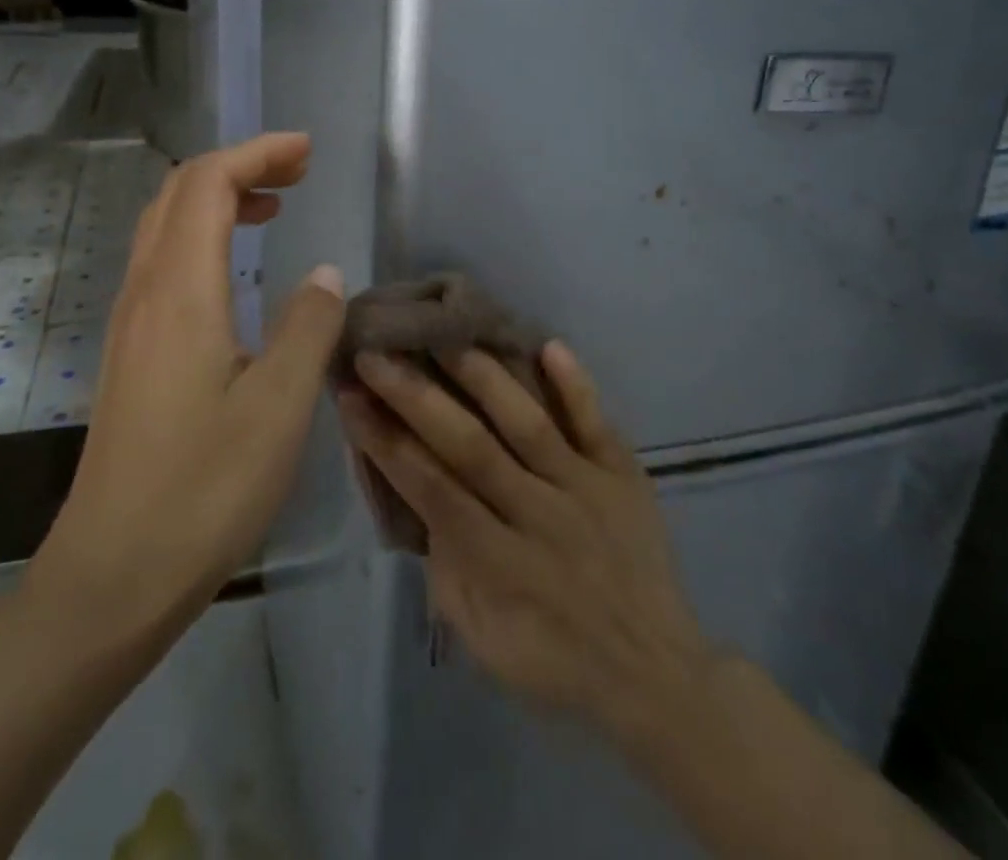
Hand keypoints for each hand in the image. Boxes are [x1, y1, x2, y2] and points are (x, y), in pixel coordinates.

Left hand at [35, 133, 345, 631]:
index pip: (209, 183)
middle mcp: (145, 290)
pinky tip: (234, 268)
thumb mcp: (278, 407)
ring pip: (165, 224)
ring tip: (274, 206)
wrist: (114, 570)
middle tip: (297, 171)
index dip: (258, 153)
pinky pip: (162, 260)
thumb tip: (324, 274)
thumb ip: (308, 327)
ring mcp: (130, 320)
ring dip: (217, 197)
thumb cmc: (204, 489)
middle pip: (180, 191)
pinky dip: (202, 235)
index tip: (307, 152)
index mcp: (180, 291)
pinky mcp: (131, 349)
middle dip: (239, 164)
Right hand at [337, 341, 711, 744]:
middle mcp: (539, 515)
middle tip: (376, 351)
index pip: (430, 488)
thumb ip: (443, 565)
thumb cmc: (554, 661)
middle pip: (470, 445)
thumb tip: (412, 492)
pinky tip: (548, 343)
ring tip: (442, 330)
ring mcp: (586, 488)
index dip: (385, 440)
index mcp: (500, 563)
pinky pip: (597, 422)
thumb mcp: (481, 637)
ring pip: (527, 422)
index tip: (350, 395)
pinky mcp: (623, 474)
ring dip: (482, 375)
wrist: (657, 678)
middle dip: (416, 396)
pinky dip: (575, 384)